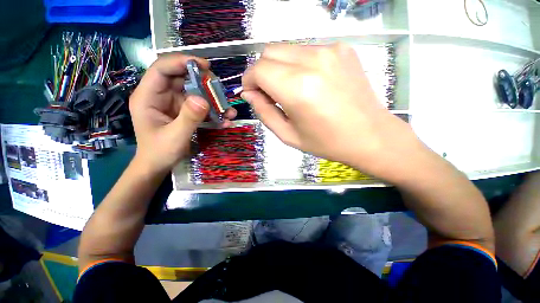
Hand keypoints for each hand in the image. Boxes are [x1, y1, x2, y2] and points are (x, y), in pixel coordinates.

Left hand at [129, 54, 235, 173]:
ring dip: (211, 98)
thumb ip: (189, 118)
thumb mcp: (175, 137)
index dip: (182, 62)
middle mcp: (160, 95)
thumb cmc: (160, 153)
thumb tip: (203, 99)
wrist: (158, 165)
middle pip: (181, 77)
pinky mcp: (183, 111)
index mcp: (148, 96)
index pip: (162, 68)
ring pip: (193, 91)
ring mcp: (173, 103)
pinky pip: (199, 105)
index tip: (205, 66)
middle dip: (202, 81)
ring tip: (227, 109)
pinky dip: (212, 110)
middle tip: (219, 88)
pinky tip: (224, 119)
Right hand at [241, 43, 419, 177]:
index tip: (252, 94)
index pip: (258, 69)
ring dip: (279, 68)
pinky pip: (306, 51)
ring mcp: (330, 50)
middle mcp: (313, 61)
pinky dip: (298, 64)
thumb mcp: (288, 135)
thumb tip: (249, 94)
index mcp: (298, 88)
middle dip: (262, 72)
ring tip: (290, 90)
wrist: (370, 136)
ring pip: (287, 49)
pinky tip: (309, 83)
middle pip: (269, 51)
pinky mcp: (342, 49)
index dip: (249, 81)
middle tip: (270, 93)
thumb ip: (264, 112)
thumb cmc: (326, 142)